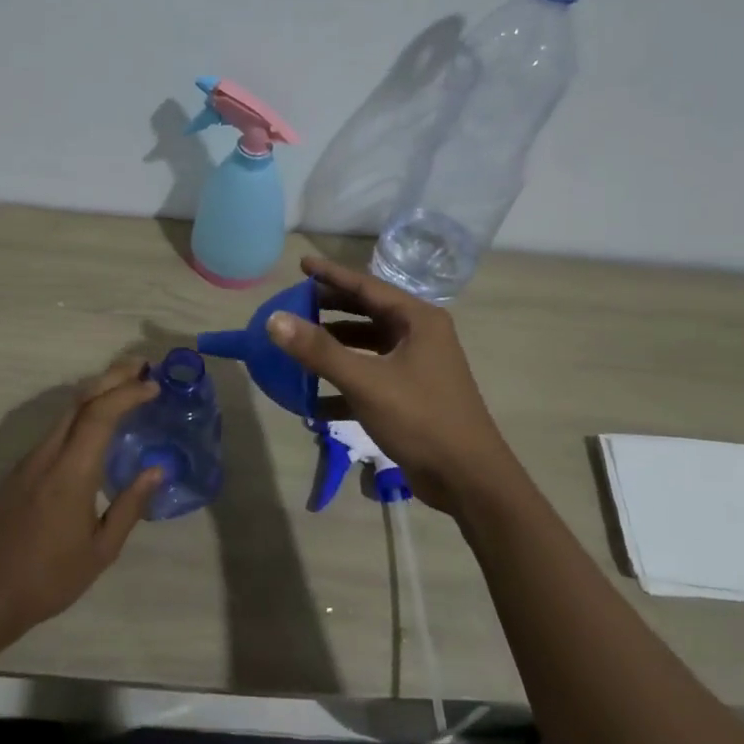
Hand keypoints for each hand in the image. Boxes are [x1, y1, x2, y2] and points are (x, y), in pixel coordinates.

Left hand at [0, 359, 163, 647]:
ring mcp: (29, 460)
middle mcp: (47, 455)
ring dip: (96, 392)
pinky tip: (95, 424)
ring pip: (65, 412)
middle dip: (111, 378)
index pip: (100, 415)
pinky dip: (80, 413)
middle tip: (142, 368)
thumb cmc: (49, 579)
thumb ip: (130, 506)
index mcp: (71, 473)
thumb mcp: (101, 551)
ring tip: (125, 388)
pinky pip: (55, 429)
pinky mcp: (19, 469)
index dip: (127, 394)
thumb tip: (156, 469)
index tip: (154, 387)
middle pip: (80, 401)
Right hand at [267, 254, 510, 513]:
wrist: (469, 480)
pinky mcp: (409, 395)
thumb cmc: (421, 418)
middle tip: (294, 303)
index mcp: (417, 320)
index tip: (301, 264)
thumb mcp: (366, 382)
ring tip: (297, 346)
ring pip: (366, 346)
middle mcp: (419, 336)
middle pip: (366, 312)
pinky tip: (312, 399)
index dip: (331, 274)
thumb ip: (319, 350)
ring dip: (333, 347)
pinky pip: (369, 377)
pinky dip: (343, 382)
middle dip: (330, 308)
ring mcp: (416, 366)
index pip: (366, 285)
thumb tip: (274, 320)